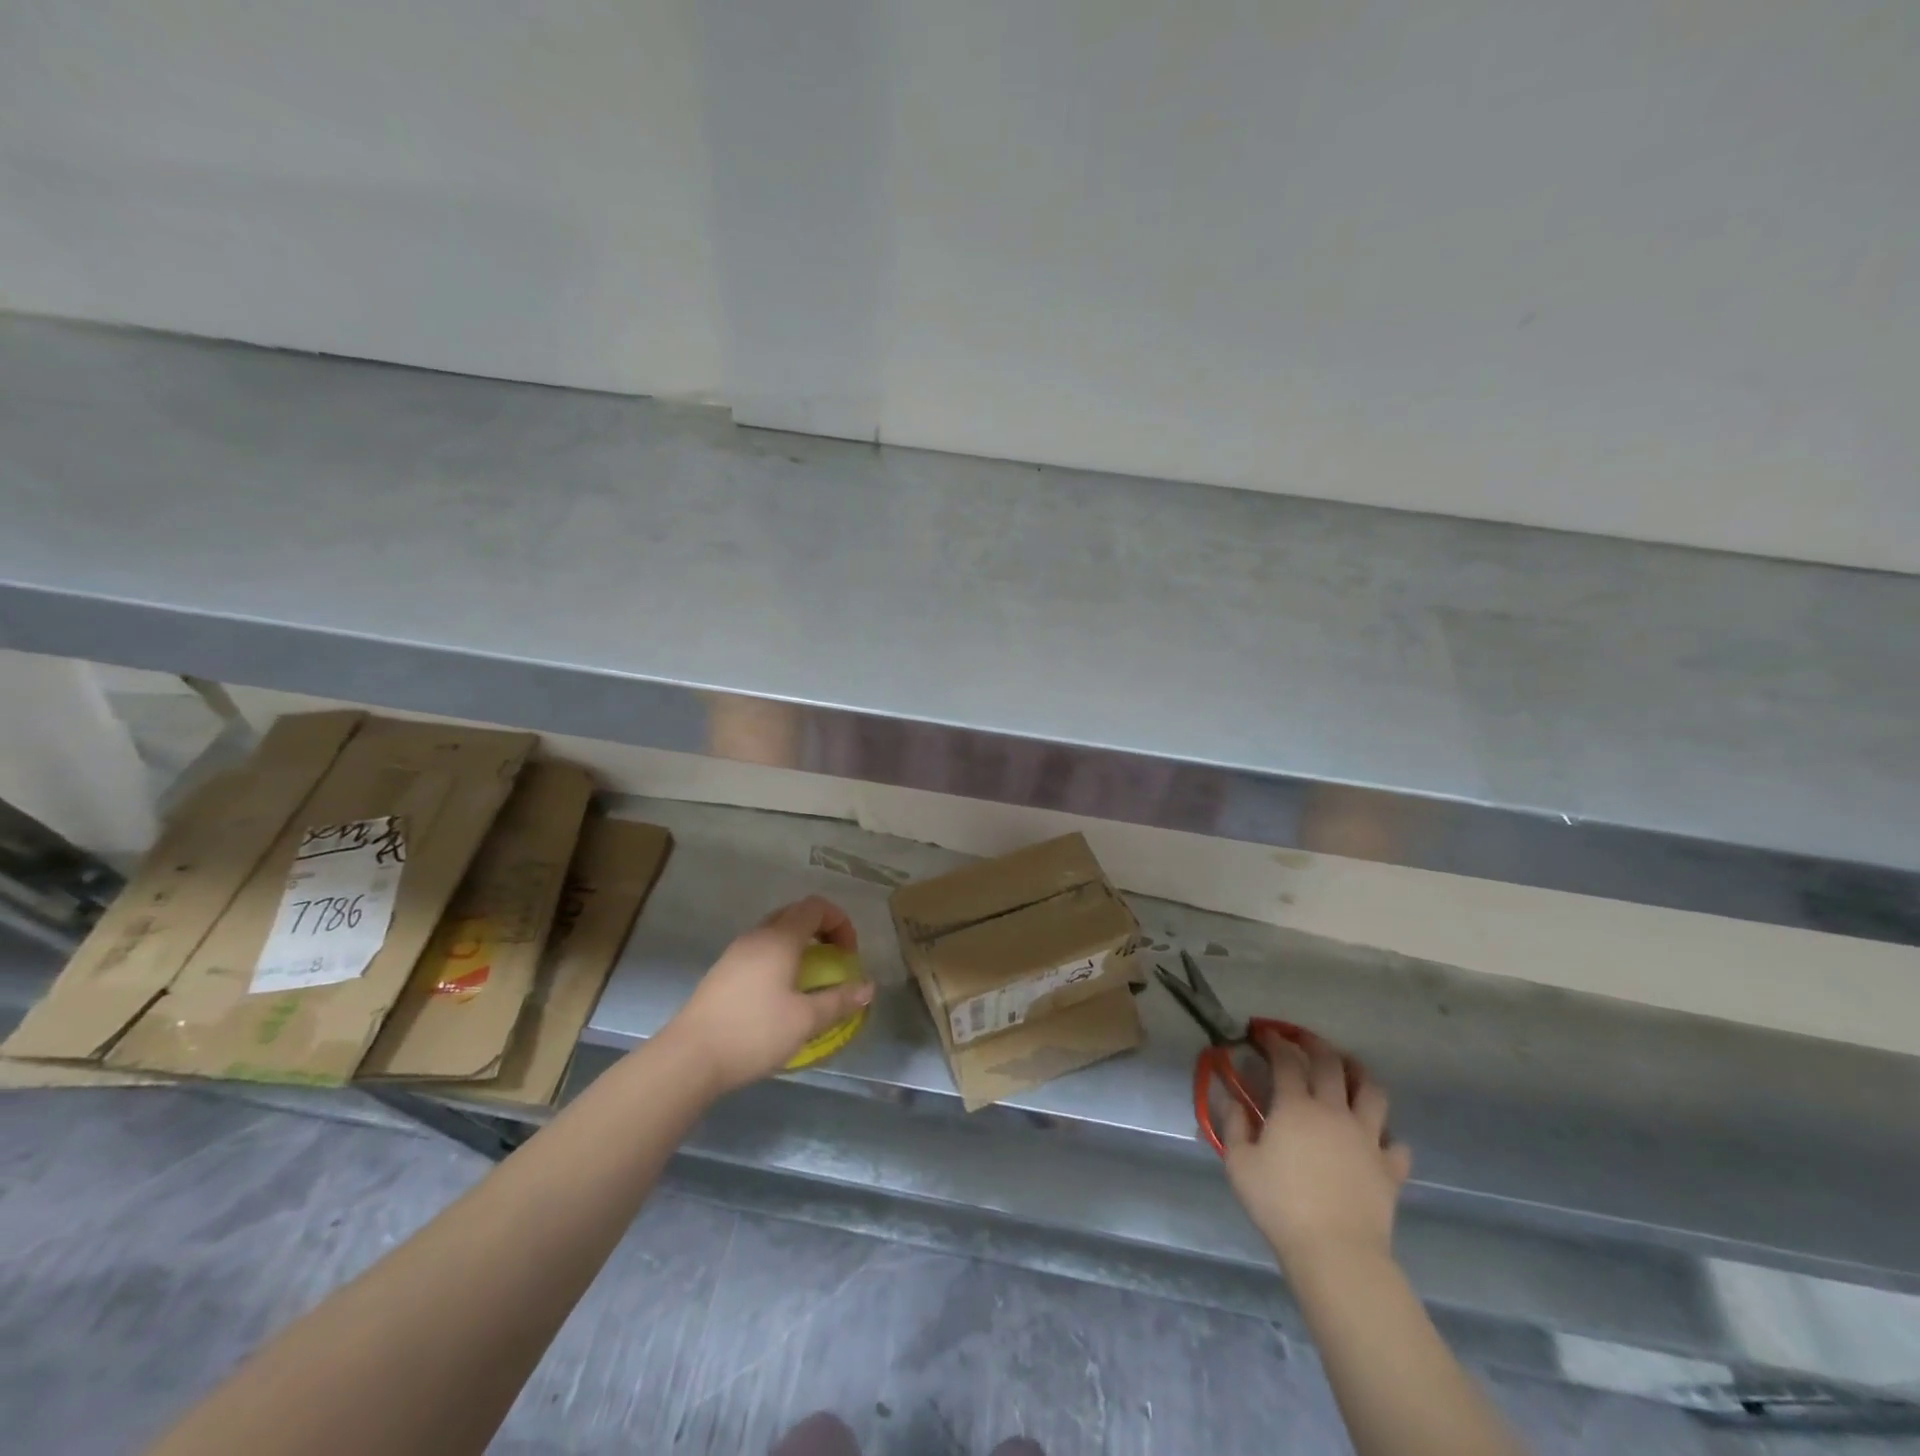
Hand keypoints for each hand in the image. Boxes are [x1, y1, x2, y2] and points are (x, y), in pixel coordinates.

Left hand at [661, 897, 874, 1094]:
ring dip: (800, 946)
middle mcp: (757, 936)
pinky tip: (780, 994)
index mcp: (780, 939)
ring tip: (811, 978)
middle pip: (795, 915)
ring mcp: (735, 953)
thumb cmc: (754, 1032)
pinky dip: (779, 959)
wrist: (689, 1059)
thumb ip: (840, 1000)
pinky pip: (759, 951)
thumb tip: (868, 987)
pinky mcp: (722, 973)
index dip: (840, 922)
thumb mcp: (805, 1020)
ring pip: (775, 933)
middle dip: (822, 931)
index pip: (816, 907)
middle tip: (835, 961)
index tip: (849, 955)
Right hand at [1223, 1029, 1412, 1269]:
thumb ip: (1234, 1125)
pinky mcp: (1390, 1168)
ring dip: (1359, 1073)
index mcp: (1295, 1106)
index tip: (1262, 1033)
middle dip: (1314, 1043)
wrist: (1336, 1252)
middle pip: (1330, 1063)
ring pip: (1372, 1091)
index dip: (1274, 1041)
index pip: (1285, 1059)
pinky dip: (1387, 1135)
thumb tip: (1234, 1100)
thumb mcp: (1239, 1164)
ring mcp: (1367, 1138)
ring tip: (1348, 1069)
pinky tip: (1377, 1138)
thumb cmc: (1280, 1205)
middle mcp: (1334, 1111)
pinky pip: (1396, 1143)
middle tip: (1301, 1038)